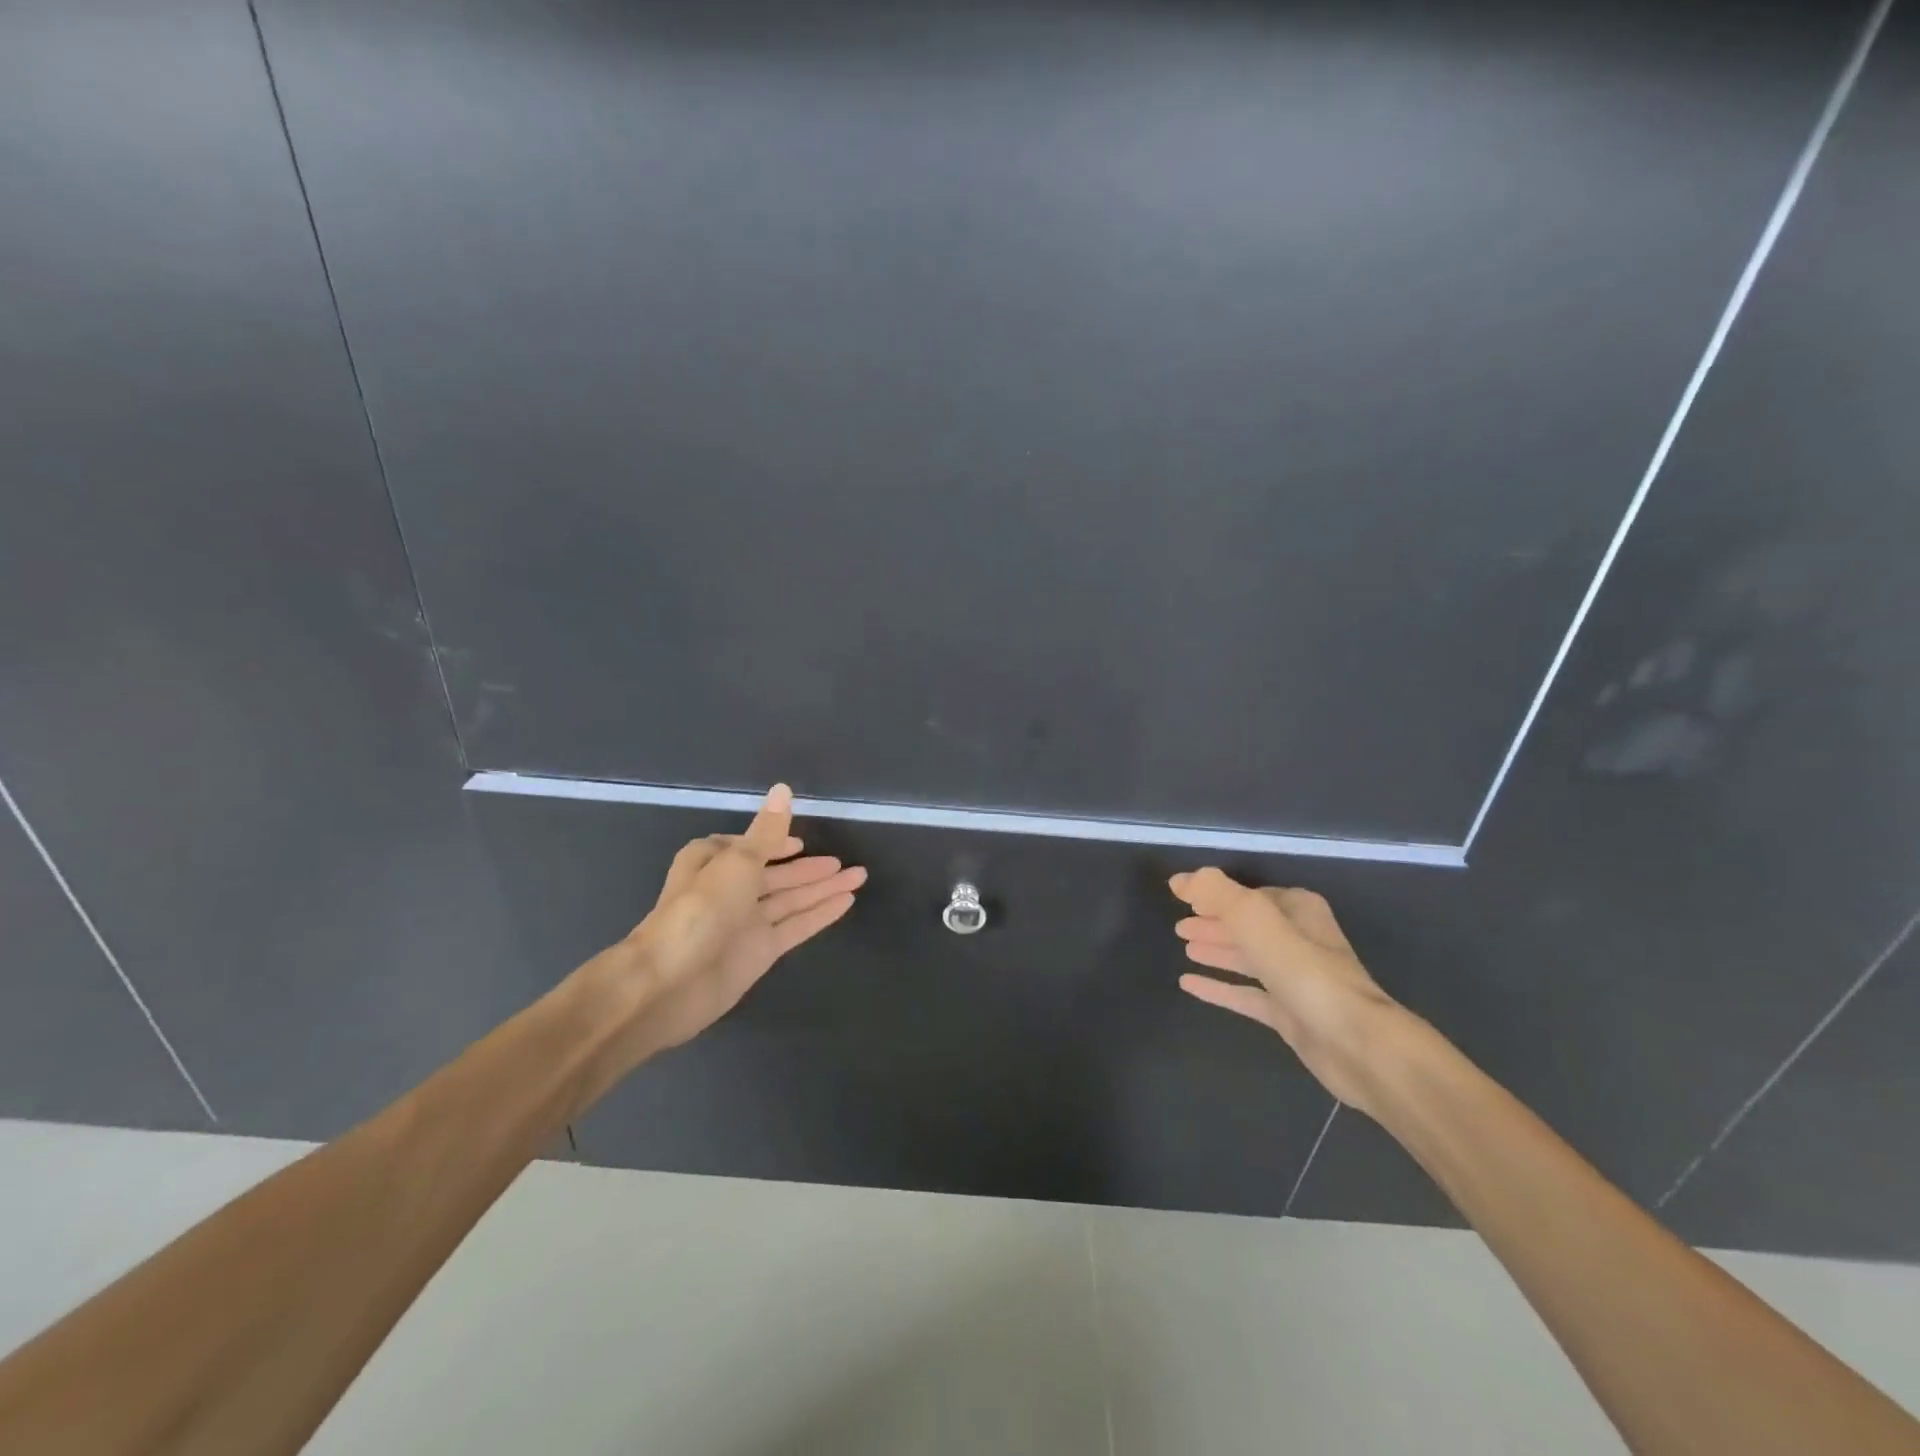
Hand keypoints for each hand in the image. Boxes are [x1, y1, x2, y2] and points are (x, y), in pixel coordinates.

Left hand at [574, 785, 866, 1078]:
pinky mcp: (759, 953)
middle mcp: (729, 892)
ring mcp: (745, 925)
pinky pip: (795, 927)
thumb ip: (767, 831)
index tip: (801, 842)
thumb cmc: (699, 910)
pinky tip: (847, 902)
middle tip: (844, 863)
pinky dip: (820, 914)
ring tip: (860, 877)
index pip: (748, 848)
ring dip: (823, 889)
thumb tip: (783, 789)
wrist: (669, 983)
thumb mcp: (737, 861)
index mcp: (713, 863)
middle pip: (775, 876)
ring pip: (791, 900)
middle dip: (808, 869)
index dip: (774, 843)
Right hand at [1171, 867, 1405, 1111]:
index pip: (1249, 895)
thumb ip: (1217, 894)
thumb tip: (1180, 880)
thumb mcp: (1255, 920)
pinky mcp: (1289, 1015)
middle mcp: (1299, 940)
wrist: (1357, 1045)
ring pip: (1247, 958)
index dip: (1216, 897)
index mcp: (1298, 910)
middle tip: (1179, 927)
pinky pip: (1246, 994)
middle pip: (1248, 926)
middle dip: (1214, 923)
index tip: (1183, 900)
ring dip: (1217, 951)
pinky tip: (1189, 984)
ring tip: (1185, 948)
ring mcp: (1295, 979)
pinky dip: (1220, 987)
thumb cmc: (1305, 972)